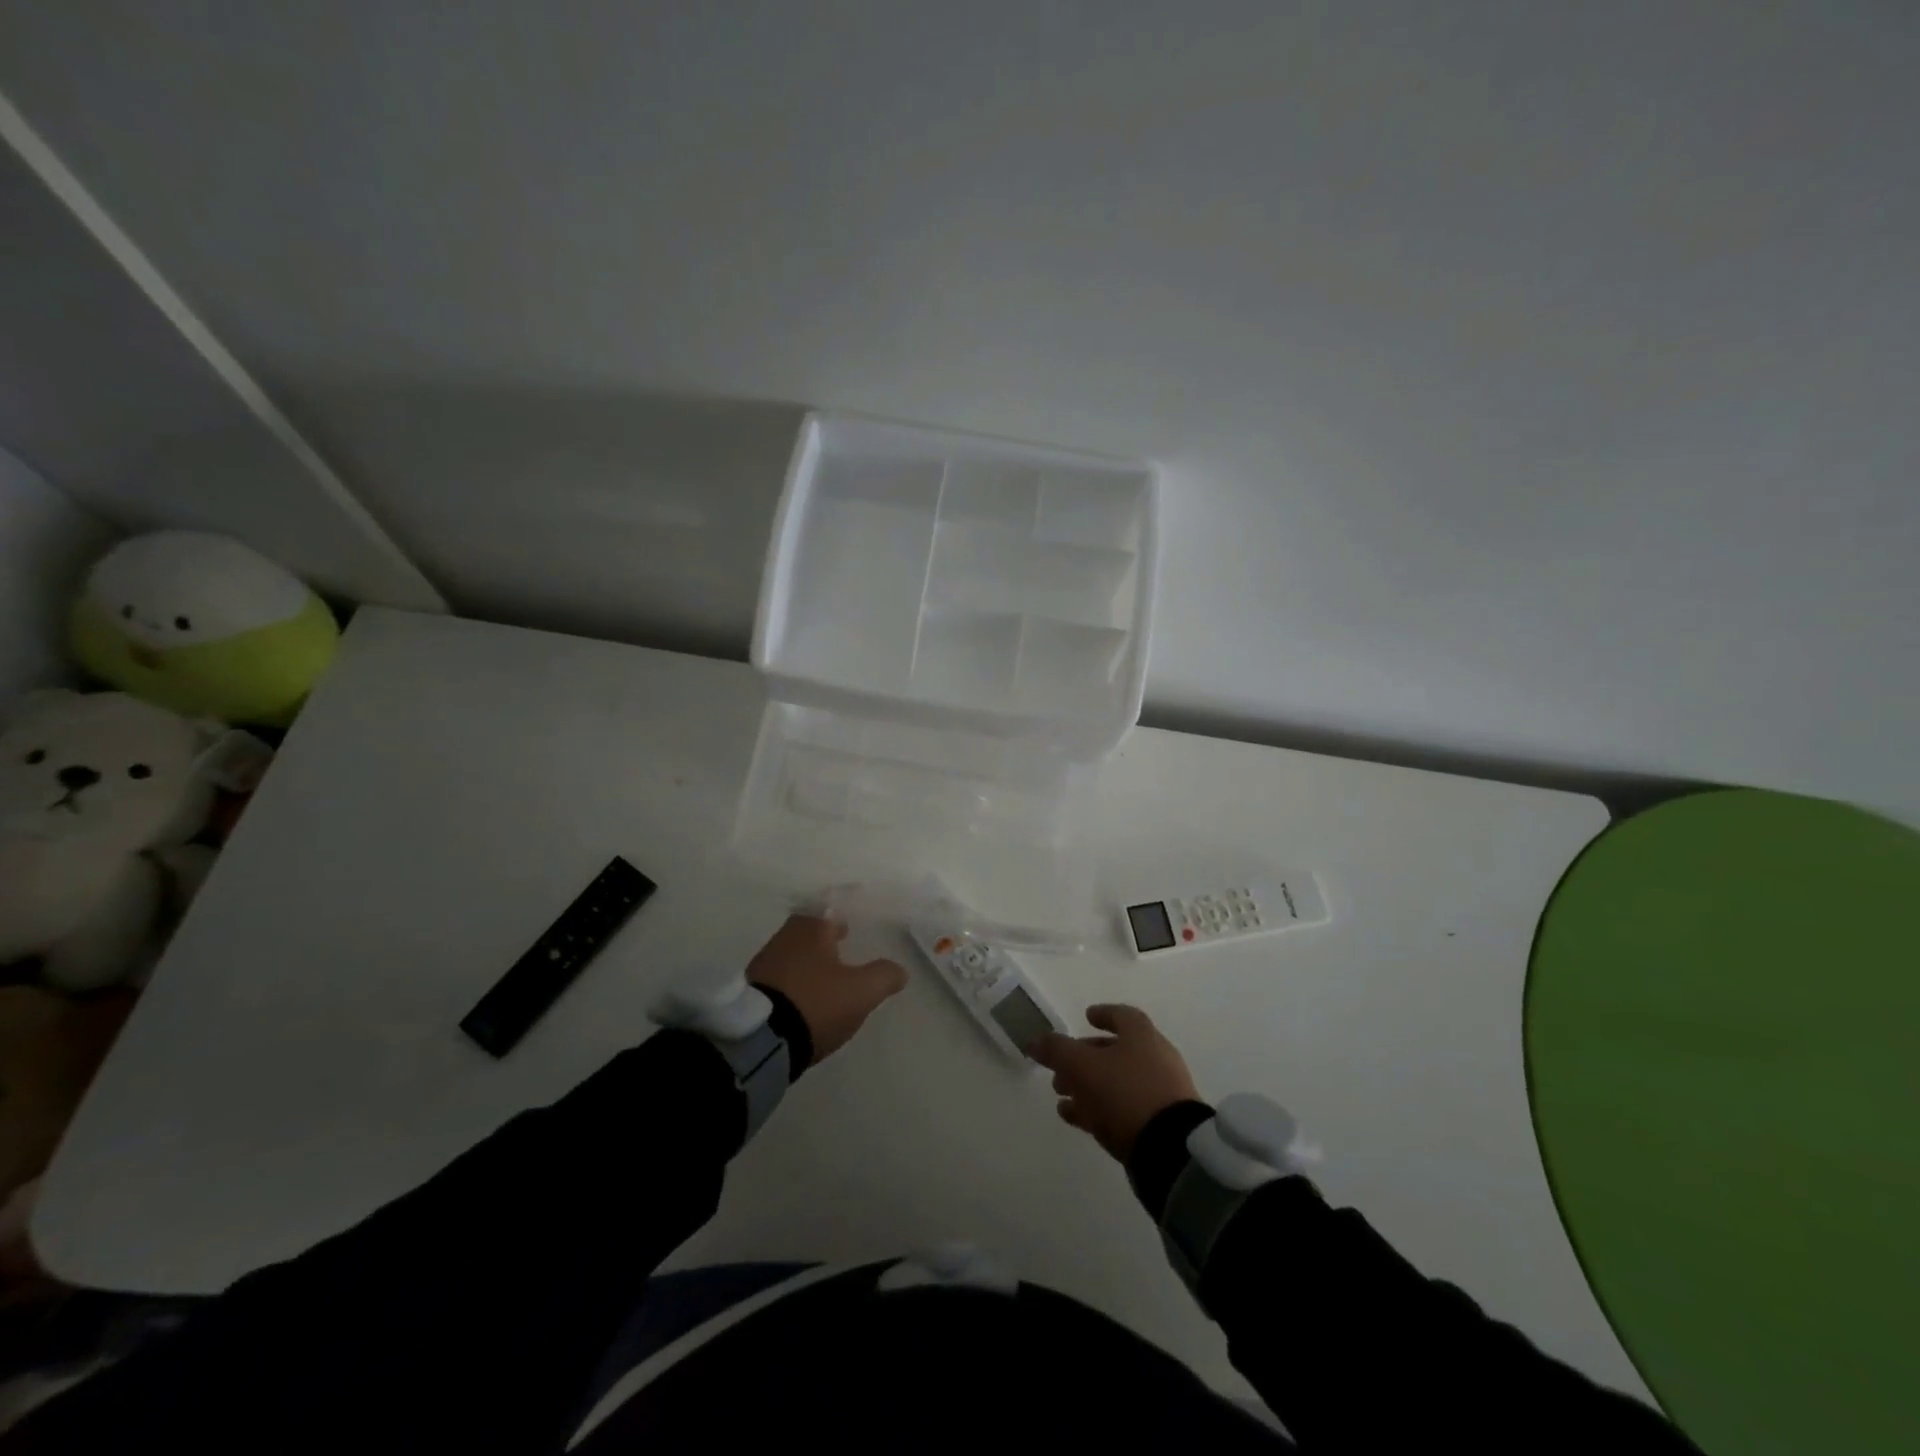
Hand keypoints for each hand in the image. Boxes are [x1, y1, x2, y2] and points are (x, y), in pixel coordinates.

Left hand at [746, 915, 906, 1065]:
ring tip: (821, 982)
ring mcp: (762, 964)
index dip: (839, 921)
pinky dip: (790, 984)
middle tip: (837, 953)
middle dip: (821, 942)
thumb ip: (884, 976)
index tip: (847, 932)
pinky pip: (777, 979)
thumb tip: (899, 970)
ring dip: (805, 964)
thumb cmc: (816, 1002)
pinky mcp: (749, 991)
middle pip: (806, 933)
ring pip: (790, 955)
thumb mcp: (862, 991)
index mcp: (811, 929)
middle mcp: (783, 938)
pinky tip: (800, 1001)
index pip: (827, 913)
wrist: (760, 1039)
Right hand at [1031, 1004, 1200, 1162]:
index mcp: (1142, 1036)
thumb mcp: (1081, 1066)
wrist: (1170, 1149)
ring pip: (1117, 1082)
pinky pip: (1124, 1108)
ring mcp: (1160, 1093)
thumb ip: (1056, 1050)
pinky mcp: (1160, 1124)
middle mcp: (1155, 1058)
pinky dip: (1099, 1108)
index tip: (1086, 1016)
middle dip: (1085, 1057)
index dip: (1103, 1014)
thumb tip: (1035, 1040)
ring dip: (1087, 1085)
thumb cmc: (1124, 1092)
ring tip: (1061, 1096)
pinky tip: (1075, 1118)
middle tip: (1060, 1068)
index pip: (1123, 1016)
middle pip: (1116, 1051)